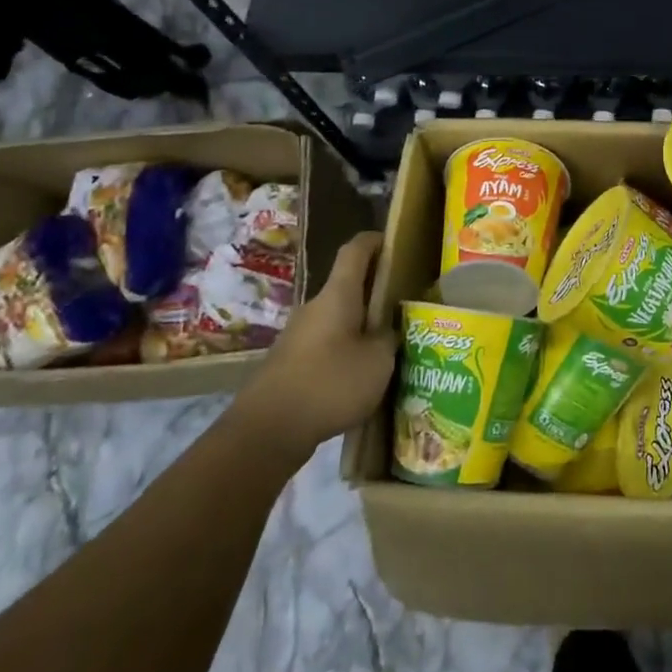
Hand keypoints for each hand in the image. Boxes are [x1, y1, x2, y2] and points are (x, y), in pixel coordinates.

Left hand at [231, 231, 393, 453]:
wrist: (266, 431)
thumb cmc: (329, 383)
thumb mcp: (378, 361)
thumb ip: (389, 338)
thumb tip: (388, 329)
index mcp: (337, 295)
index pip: (355, 250)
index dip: (375, 240)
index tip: (395, 241)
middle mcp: (315, 307)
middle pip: (348, 286)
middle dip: (375, 290)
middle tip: (405, 303)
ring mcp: (298, 335)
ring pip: (338, 318)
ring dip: (361, 324)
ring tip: (389, 345)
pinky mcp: (290, 363)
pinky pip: (326, 344)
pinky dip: (346, 350)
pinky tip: (361, 376)